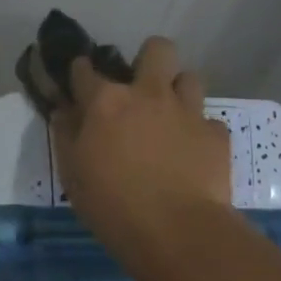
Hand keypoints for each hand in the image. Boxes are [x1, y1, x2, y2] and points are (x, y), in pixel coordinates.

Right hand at [51, 36, 230, 241]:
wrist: (177, 231)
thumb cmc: (112, 205)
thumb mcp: (73, 174)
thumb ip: (66, 136)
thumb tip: (64, 110)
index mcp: (107, 102)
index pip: (86, 69)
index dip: (80, 72)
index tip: (80, 80)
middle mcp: (149, 94)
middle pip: (157, 49)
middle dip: (149, 59)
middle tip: (142, 87)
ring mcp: (188, 111)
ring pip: (190, 77)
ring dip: (179, 92)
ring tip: (171, 117)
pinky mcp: (216, 134)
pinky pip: (209, 121)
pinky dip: (200, 132)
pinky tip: (193, 153)